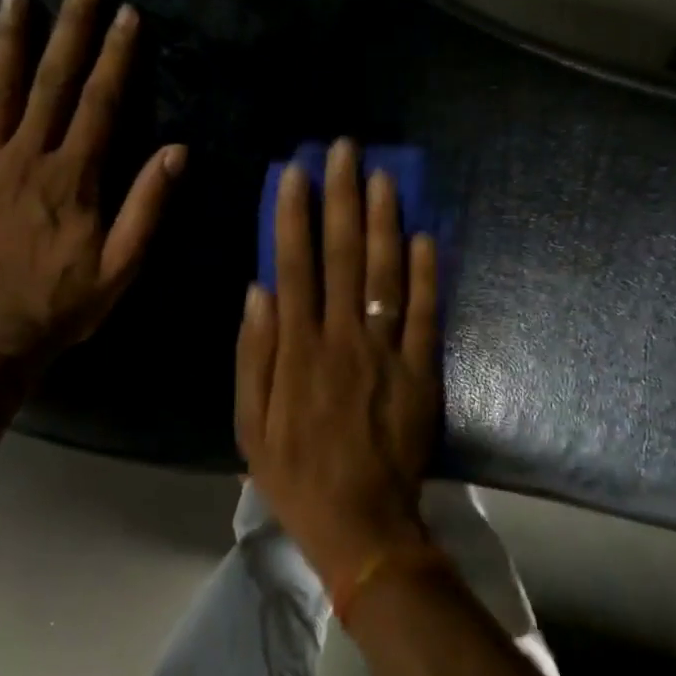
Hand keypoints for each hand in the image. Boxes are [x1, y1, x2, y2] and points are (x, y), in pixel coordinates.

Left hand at [0, 0, 185, 360]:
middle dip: (72, 28)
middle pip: (53, 82)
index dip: (118, 57)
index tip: (128, 15)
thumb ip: (147, 205)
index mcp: (74, 176)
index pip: (102, 103)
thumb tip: (177, 151)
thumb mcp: (122, 264)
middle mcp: (28, 157)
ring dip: (10, 39)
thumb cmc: (63, 304)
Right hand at [235, 138, 441, 586]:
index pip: (294, 266)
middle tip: (344, 150)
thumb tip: (257, 291)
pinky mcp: (421, 371)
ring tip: (382, 176)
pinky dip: (427, 273)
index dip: (293, 215)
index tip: (294, 172)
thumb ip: (252, 356)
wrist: (362, 524)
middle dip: (341, 198)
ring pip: (385, 274)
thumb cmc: (296, 476)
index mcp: (297, 350)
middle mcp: (342, 339)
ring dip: (383, 221)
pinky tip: (425, 235)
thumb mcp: (248, 425)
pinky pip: (426, 314)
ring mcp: (386, 352)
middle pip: (341, 255)